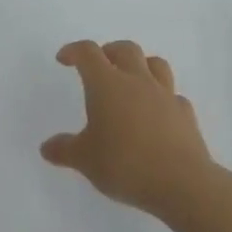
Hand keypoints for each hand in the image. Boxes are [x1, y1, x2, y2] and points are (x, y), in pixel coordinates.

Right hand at [41, 39, 216, 217]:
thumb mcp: (86, 160)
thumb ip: (64, 150)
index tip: (64, 59)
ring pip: (155, 63)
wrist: (182, 183)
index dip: (74, 51)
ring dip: (141, 65)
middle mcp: (136, 80)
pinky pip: (173, 95)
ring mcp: (165, 95)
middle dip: (109, 51)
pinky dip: (163, 98)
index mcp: (107, 84)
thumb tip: (46, 148)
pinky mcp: (185, 114)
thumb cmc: (126, 165)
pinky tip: (158, 114)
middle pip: (124, 48)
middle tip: (99, 66)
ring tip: (131, 80)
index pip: (88, 53)